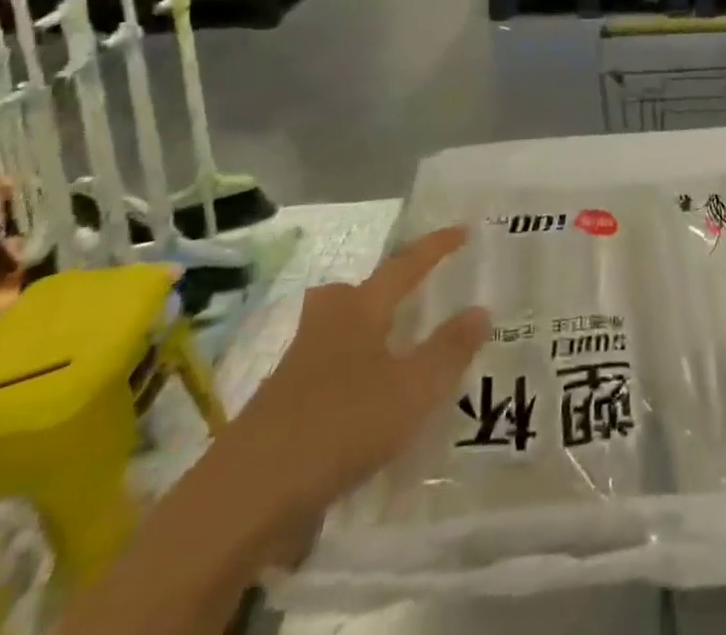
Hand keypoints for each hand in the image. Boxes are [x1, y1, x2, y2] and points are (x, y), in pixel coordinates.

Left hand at [229, 225, 487, 531]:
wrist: (246, 497)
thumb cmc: (339, 426)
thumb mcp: (411, 391)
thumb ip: (448, 350)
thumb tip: (480, 309)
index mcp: (360, 311)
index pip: (404, 266)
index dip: (435, 247)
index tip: (463, 229)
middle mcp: (326, 327)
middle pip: (351, 293)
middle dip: (379, 290)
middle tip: (407, 298)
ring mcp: (296, 368)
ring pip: (334, 333)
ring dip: (363, 335)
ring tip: (393, 356)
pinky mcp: (279, 409)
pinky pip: (323, 374)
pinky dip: (348, 379)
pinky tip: (364, 410)